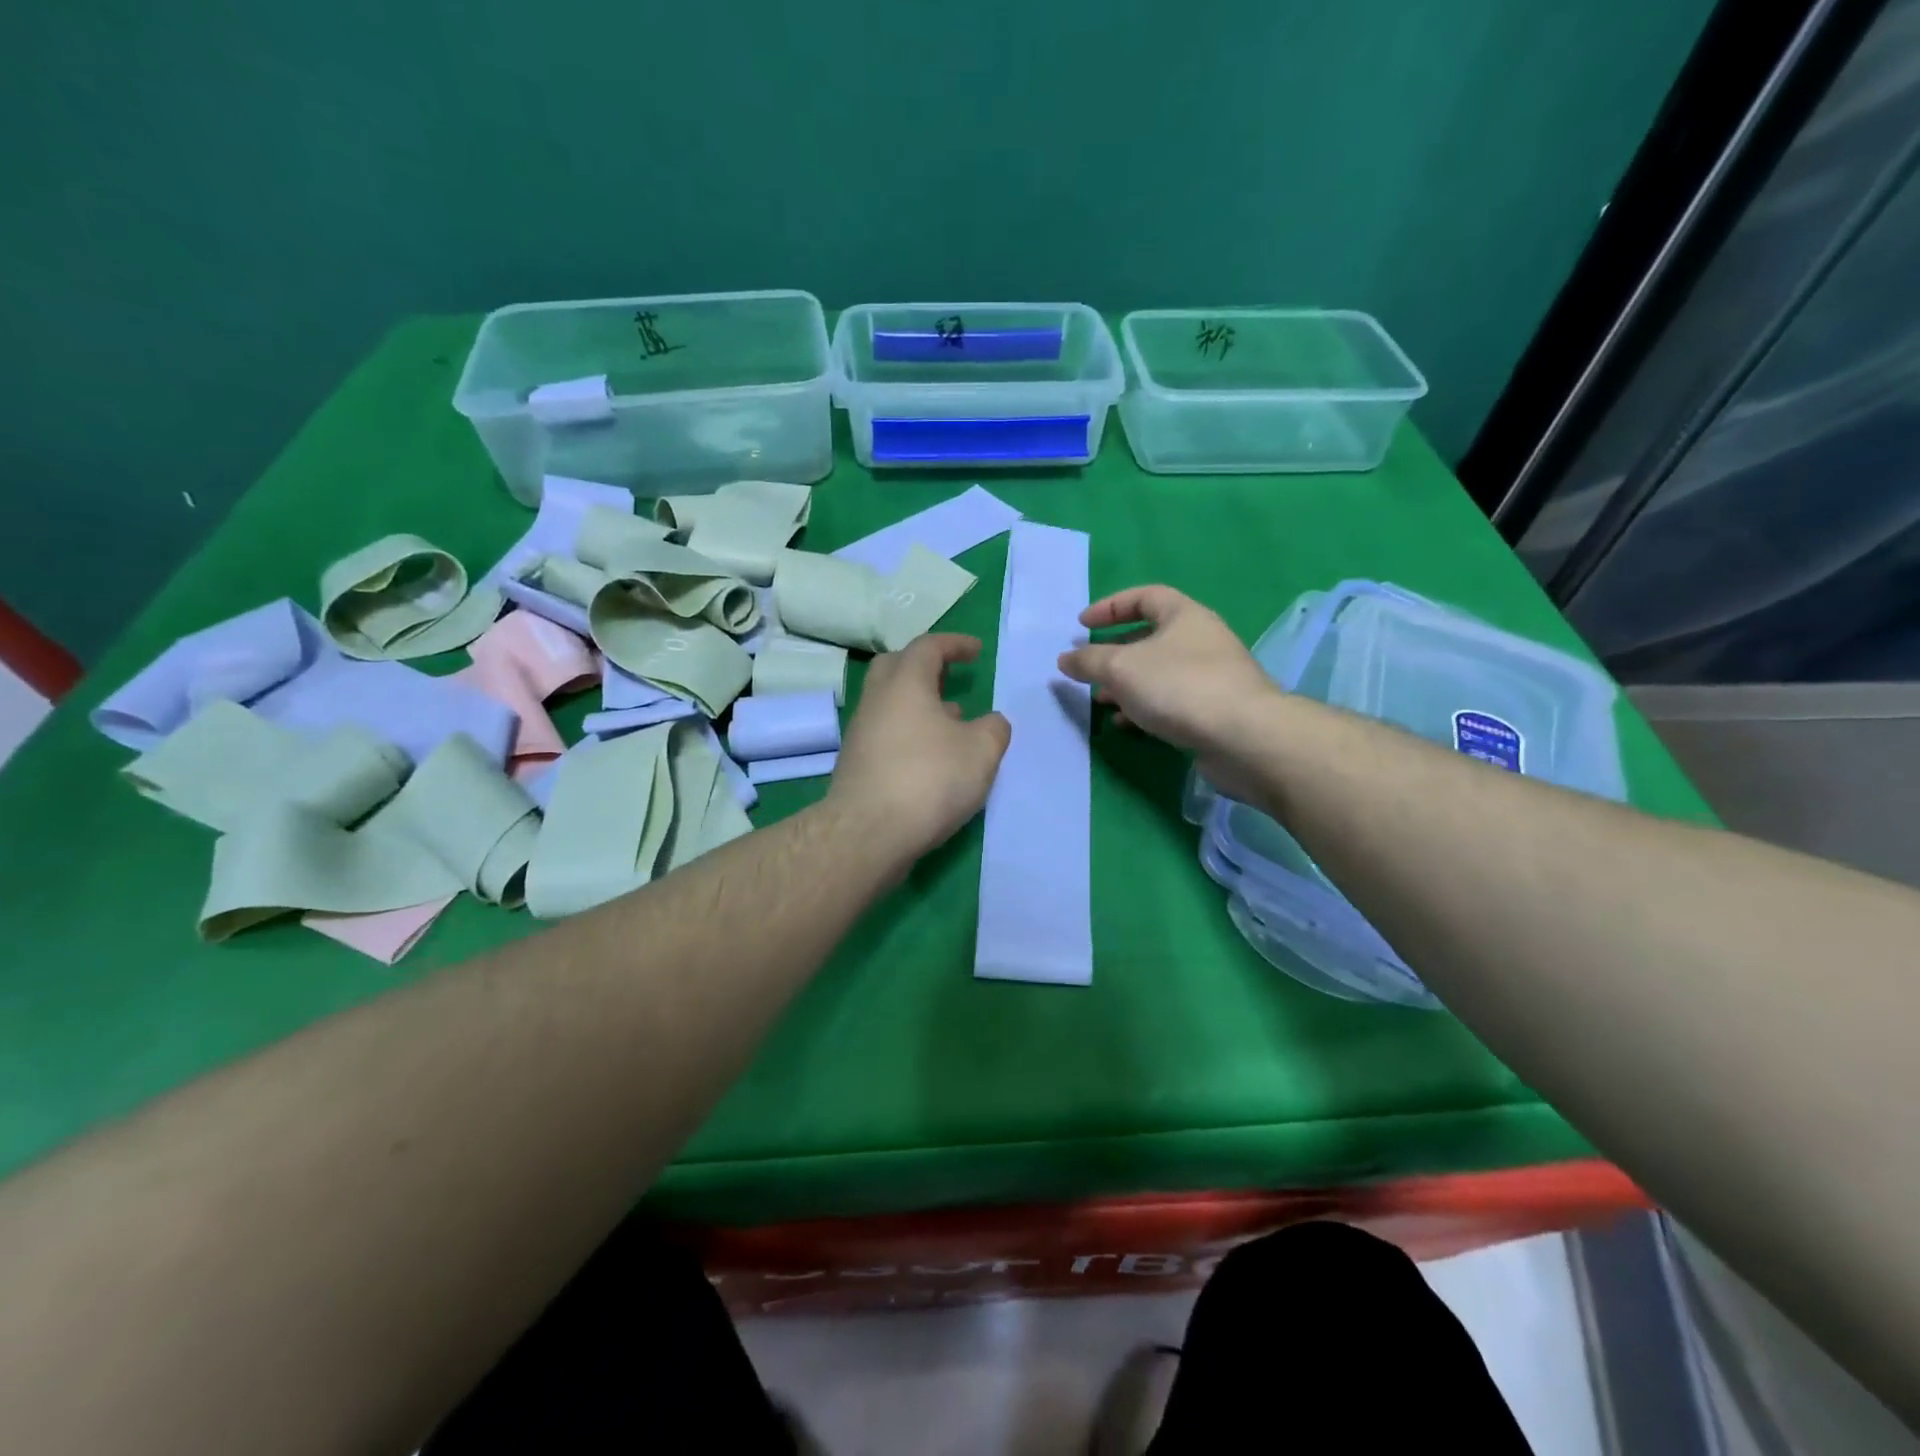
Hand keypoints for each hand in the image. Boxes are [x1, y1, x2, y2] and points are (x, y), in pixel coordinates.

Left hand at [830, 634, 1011, 861]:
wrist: (867, 834)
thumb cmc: (929, 780)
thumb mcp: (981, 752)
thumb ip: (994, 729)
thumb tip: (991, 722)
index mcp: (905, 683)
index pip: (928, 646)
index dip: (955, 644)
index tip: (976, 651)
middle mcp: (877, 700)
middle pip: (897, 667)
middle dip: (926, 666)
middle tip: (950, 676)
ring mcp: (862, 733)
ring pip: (890, 703)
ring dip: (920, 704)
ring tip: (952, 721)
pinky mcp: (857, 764)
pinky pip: (886, 733)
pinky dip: (910, 732)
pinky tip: (932, 758)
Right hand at [1058, 586, 1281, 794]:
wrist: (1243, 737)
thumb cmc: (1179, 687)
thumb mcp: (1121, 668)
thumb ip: (1089, 661)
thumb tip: (1065, 658)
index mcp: (1184, 615)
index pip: (1144, 596)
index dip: (1110, 607)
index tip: (1082, 625)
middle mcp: (1201, 639)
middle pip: (1150, 637)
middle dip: (1114, 653)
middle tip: (1088, 668)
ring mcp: (1211, 675)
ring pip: (1158, 672)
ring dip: (1126, 685)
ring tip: (1100, 701)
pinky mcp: (1214, 709)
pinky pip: (1170, 700)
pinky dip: (1144, 708)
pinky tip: (1126, 724)